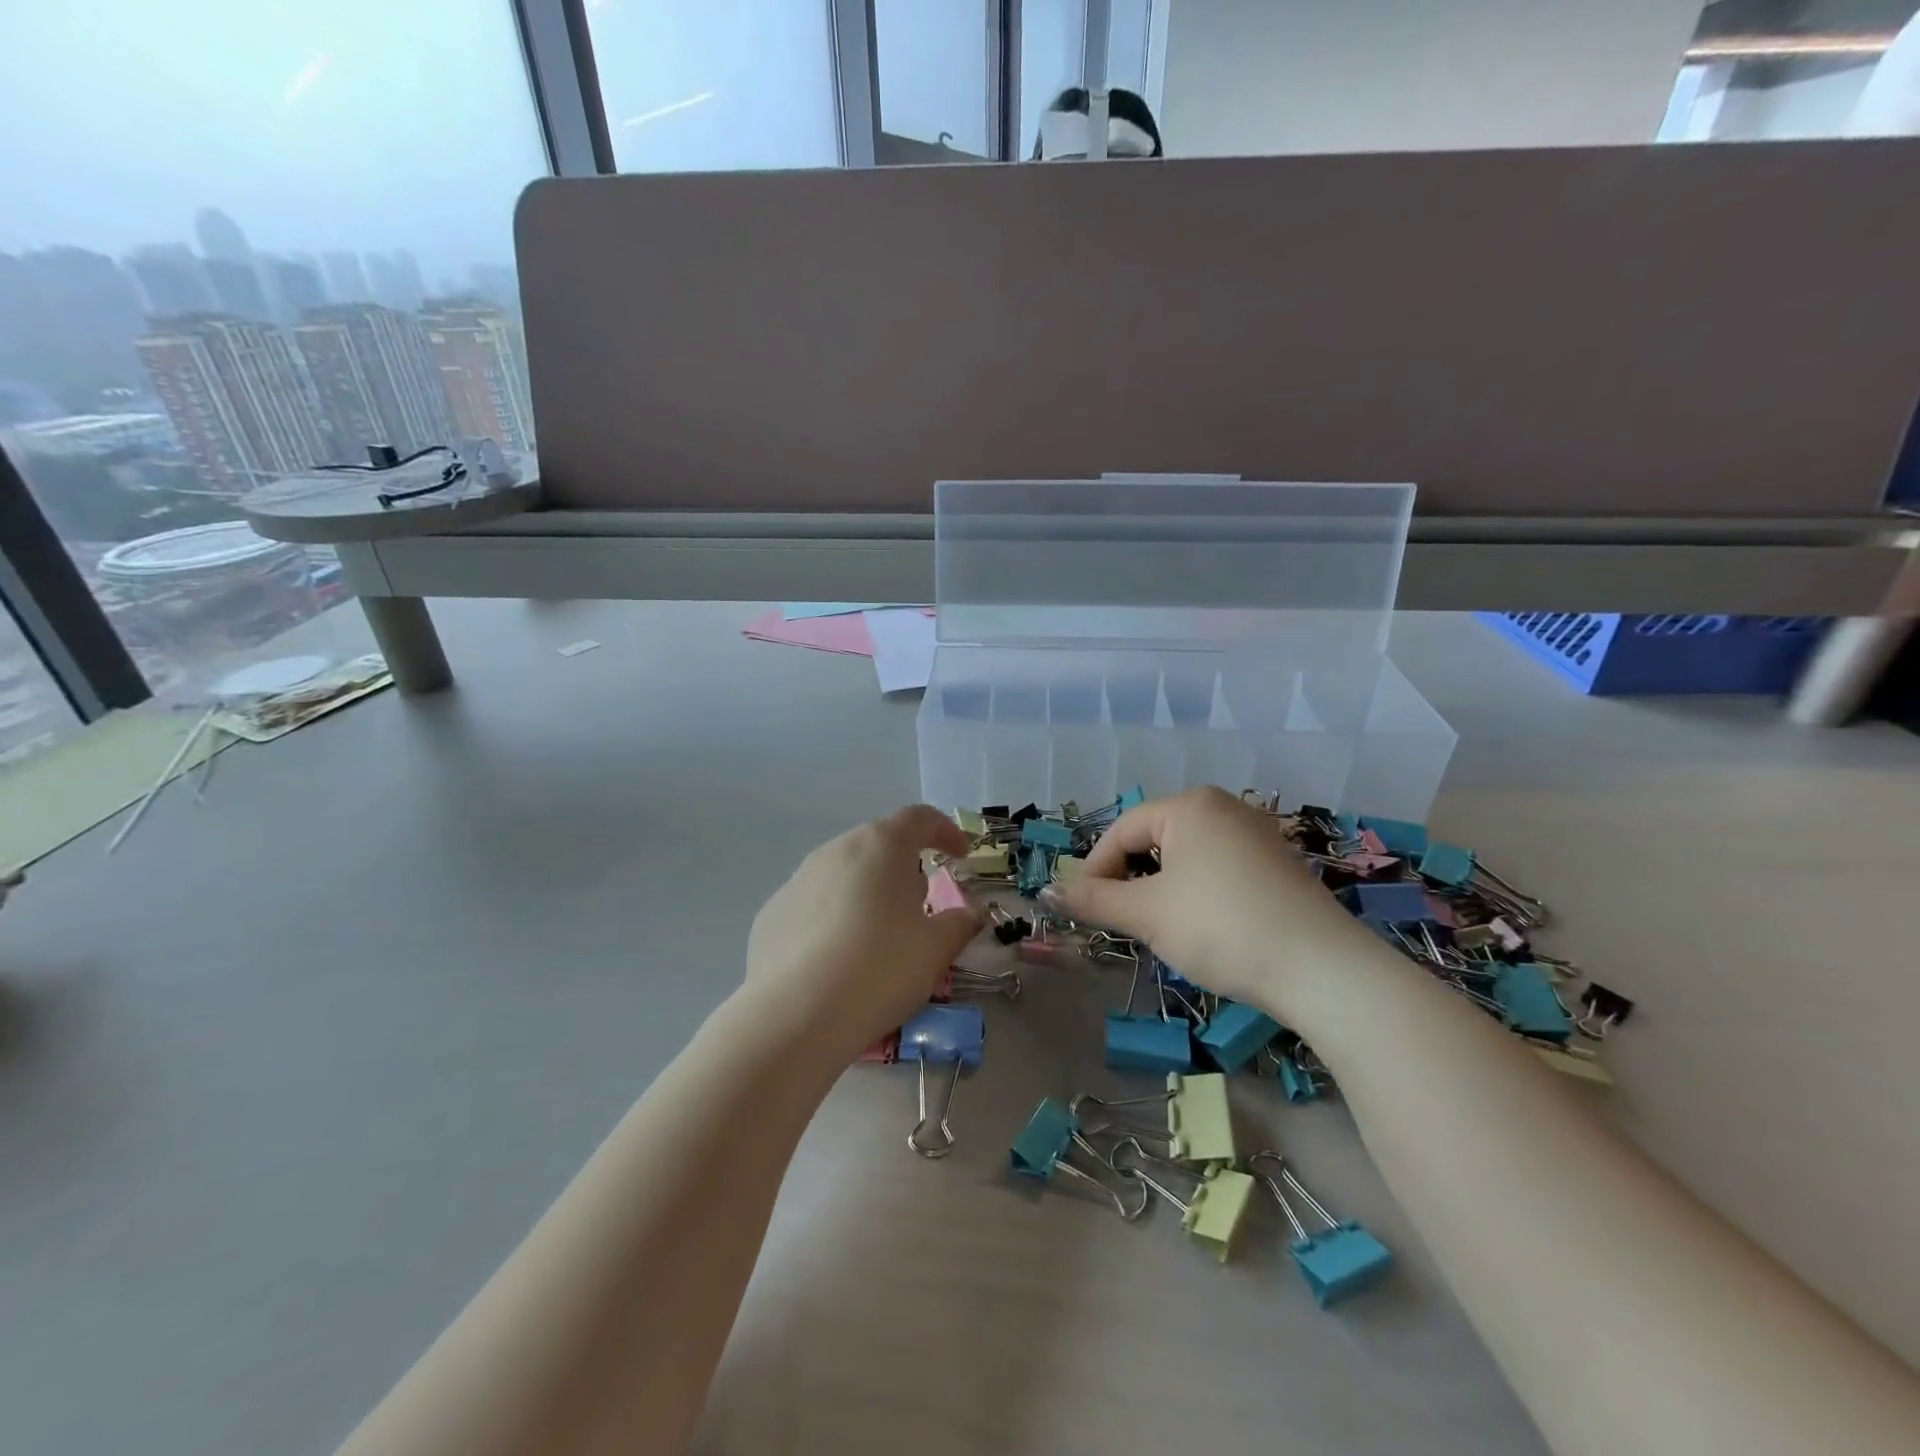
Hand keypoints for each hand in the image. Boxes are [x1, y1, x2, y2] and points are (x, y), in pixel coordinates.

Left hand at [744, 805, 981, 1063]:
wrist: (795, 1015)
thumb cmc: (880, 968)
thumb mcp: (934, 950)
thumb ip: (958, 924)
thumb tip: (970, 914)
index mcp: (882, 846)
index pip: (919, 818)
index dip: (945, 831)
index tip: (960, 854)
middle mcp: (837, 850)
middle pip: (878, 845)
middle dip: (904, 867)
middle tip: (920, 904)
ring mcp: (798, 879)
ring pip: (843, 874)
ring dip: (867, 893)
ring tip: (879, 935)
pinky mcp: (772, 913)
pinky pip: (814, 905)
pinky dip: (834, 919)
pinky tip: (838, 959)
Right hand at [1050, 787, 1369, 1017]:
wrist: (1323, 971)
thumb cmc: (1221, 927)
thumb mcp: (1147, 914)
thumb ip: (1094, 899)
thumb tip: (1046, 893)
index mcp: (1190, 805)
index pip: (1123, 830)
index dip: (1095, 869)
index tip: (1085, 908)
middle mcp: (1225, 807)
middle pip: (1155, 839)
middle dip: (1131, 880)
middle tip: (1123, 921)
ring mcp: (1257, 835)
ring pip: (1187, 857)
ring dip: (1162, 889)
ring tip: (1161, 928)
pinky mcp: (1278, 865)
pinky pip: (1219, 869)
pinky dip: (1197, 893)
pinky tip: (1205, 928)